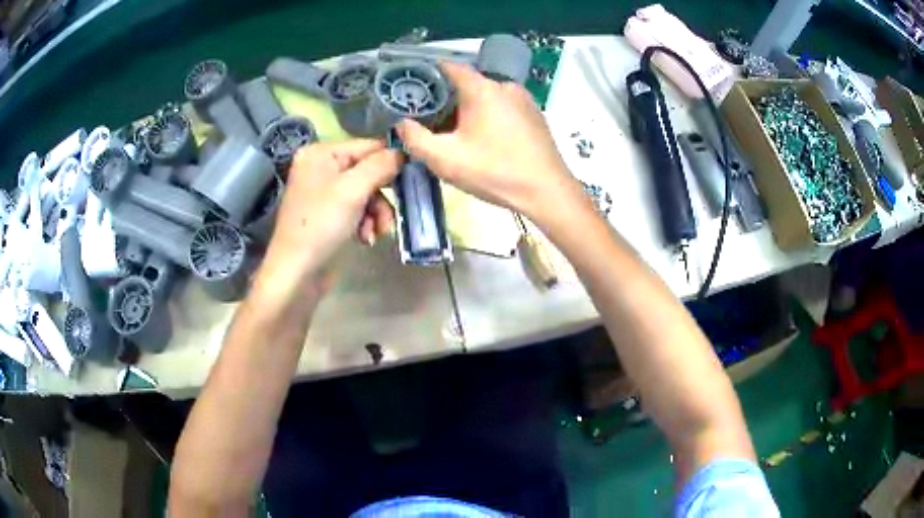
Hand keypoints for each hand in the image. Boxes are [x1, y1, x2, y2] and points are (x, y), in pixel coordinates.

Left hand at [258, 140, 401, 295]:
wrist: (297, 274)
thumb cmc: (321, 225)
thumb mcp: (353, 190)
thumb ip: (381, 165)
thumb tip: (403, 152)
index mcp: (321, 153)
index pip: (368, 146)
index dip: (390, 162)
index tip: (412, 179)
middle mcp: (321, 168)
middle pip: (369, 171)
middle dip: (381, 196)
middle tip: (389, 216)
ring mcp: (324, 193)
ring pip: (367, 193)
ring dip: (377, 213)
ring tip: (377, 233)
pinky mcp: (329, 215)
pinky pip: (358, 209)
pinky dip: (366, 223)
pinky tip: (366, 239)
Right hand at [396, 62, 583, 220]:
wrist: (547, 192)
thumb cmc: (495, 171)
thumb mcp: (445, 159)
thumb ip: (416, 139)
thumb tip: (402, 123)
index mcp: (482, 88)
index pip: (449, 66)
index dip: (427, 73)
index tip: (412, 87)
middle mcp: (505, 85)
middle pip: (467, 83)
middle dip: (446, 98)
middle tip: (429, 119)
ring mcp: (524, 100)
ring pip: (486, 96)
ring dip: (468, 109)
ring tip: (455, 133)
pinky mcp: (534, 116)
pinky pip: (503, 107)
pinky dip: (488, 116)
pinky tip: (484, 139)